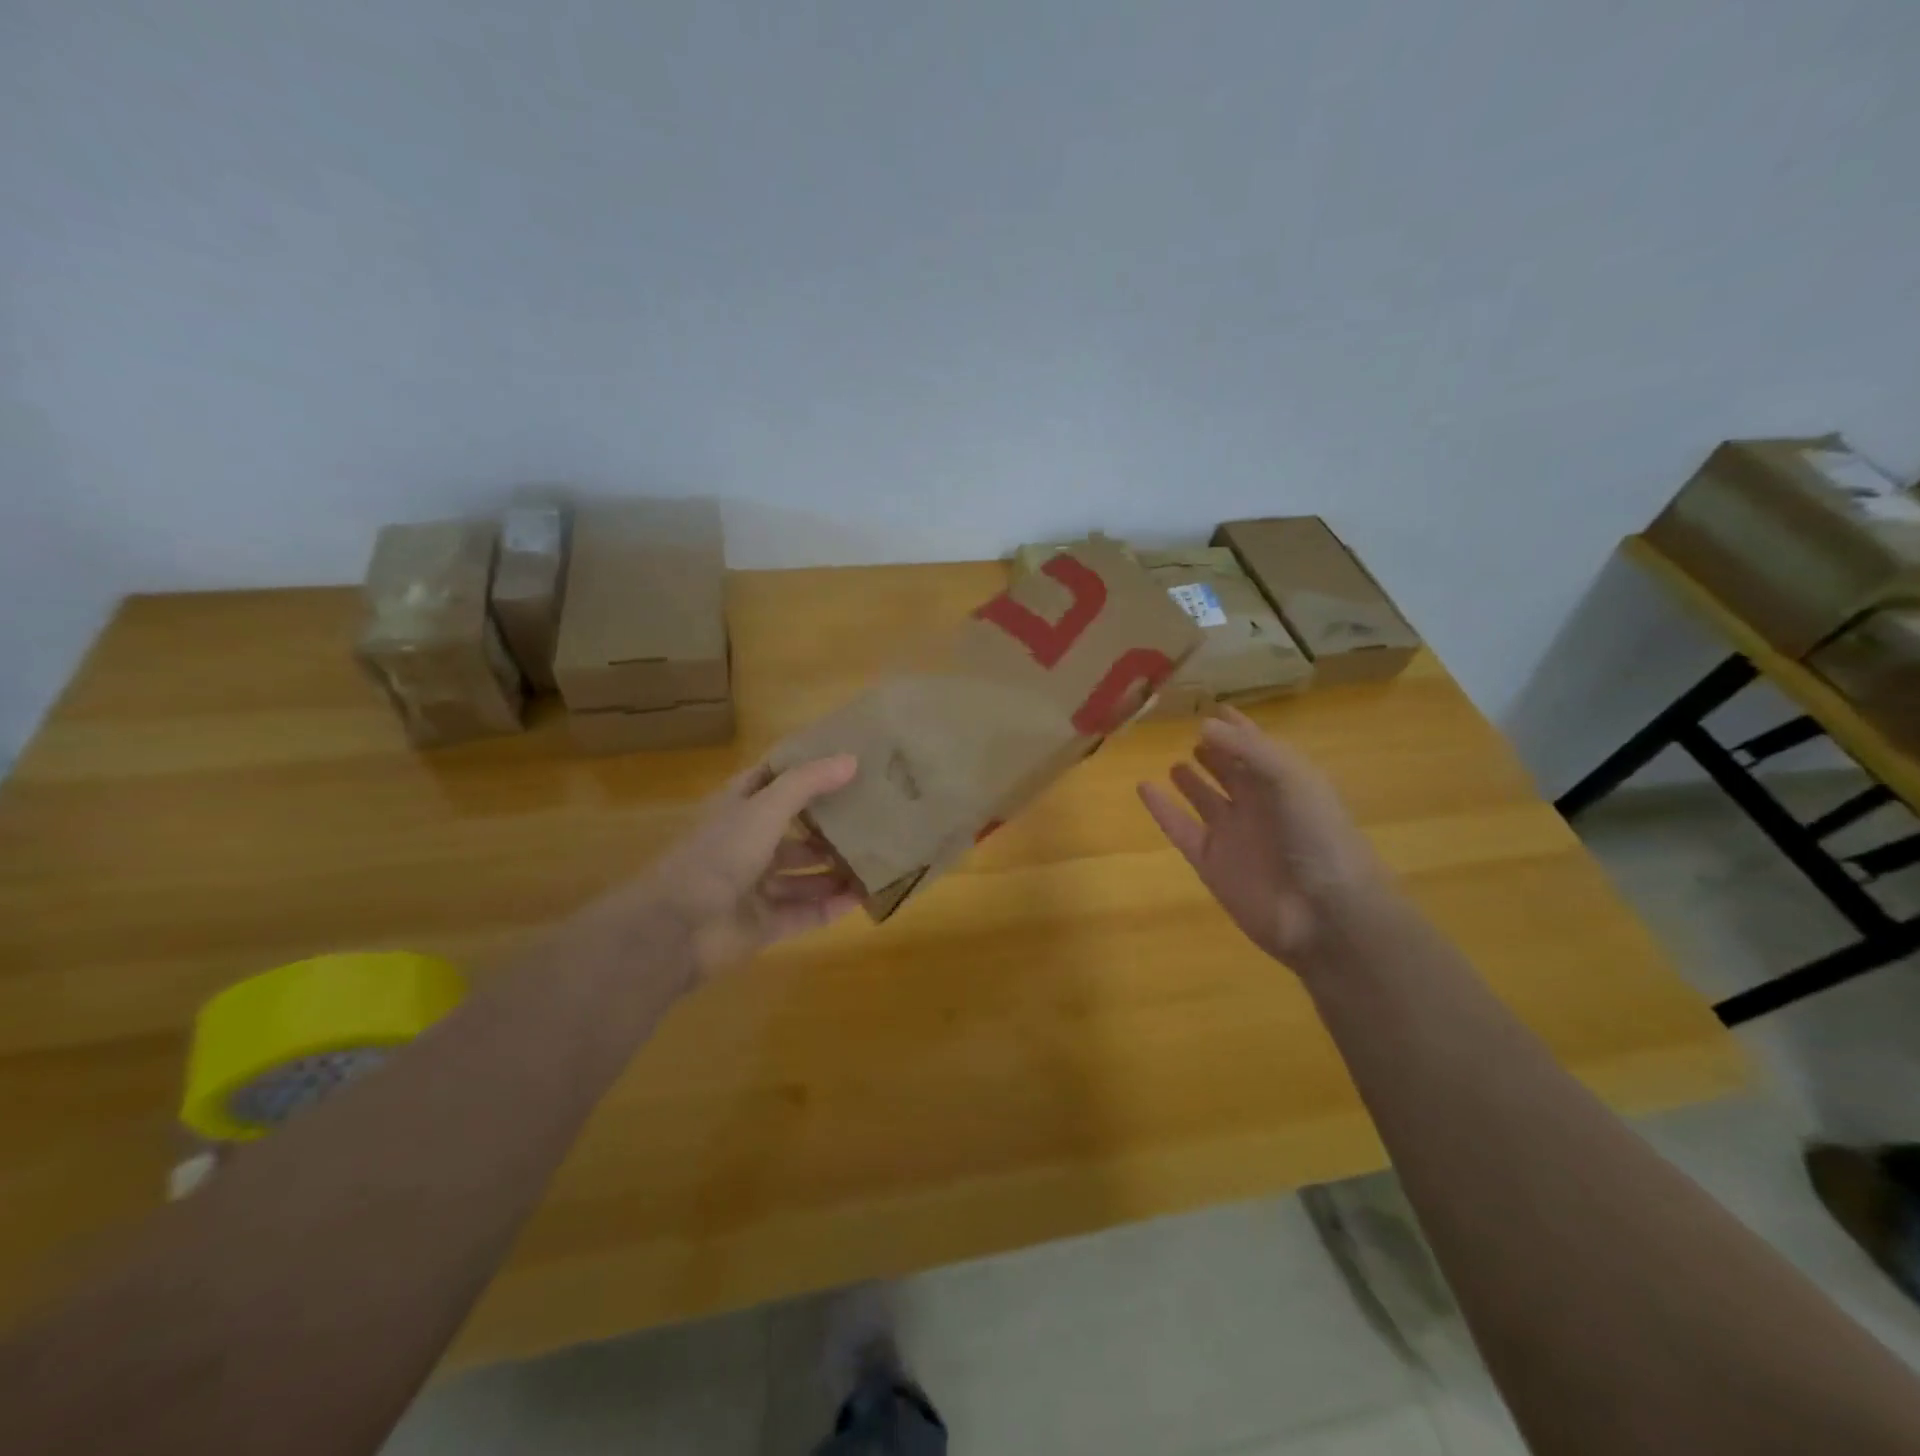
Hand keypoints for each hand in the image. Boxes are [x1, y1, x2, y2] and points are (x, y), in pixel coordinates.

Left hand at [641, 755, 863, 979]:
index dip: (803, 770)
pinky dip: (832, 906)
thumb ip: (807, 784)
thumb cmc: (719, 854)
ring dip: (835, 870)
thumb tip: (852, 759)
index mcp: (738, 810)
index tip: (845, 762)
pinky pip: (805, 912)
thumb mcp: (764, 808)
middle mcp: (746, 845)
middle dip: (829, 827)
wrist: (677, 928)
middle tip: (874, 818)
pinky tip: (864, 897)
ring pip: (803, 875)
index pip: (771, 781)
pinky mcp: (764, 925)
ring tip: (877, 860)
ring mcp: (754, 888)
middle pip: (794, 832)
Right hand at [1138, 708, 1390, 970]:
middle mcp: (1260, 805)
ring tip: (1175, 762)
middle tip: (1193, 733)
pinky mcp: (1210, 862)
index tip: (1216, 708)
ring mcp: (1233, 835)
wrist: (1323, 912)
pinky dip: (1161, 809)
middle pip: (1233, 772)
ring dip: (1192, 781)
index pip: (1258, 747)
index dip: (1239, 728)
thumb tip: (1203, 724)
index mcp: (1287, 783)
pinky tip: (1144, 788)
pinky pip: (1180, 828)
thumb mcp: (1290, 778)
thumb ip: (1248, 749)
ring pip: (1206, 800)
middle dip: (1218, 752)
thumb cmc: (1316, 835)